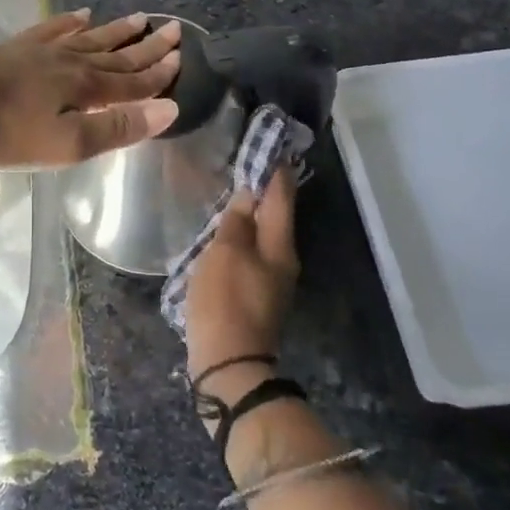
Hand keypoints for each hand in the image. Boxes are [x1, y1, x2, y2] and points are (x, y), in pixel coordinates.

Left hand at [0, 10, 181, 169]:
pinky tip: (79, 15)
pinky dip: (69, 22)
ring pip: (88, 38)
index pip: (132, 81)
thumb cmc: (7, 131)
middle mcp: (70, 62)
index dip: (158, 74)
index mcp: (86, 88)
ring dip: (115, 31)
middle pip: (115, 54)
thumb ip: (117, 128)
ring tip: (138, 17)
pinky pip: (52, 30)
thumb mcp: (67, 143)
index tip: (181, 58)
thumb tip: (169, 109)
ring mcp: (41, 51)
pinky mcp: (15, 49)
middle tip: (173, 28)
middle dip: (146, 46)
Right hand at [186, 169, 298, 391]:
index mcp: (280, 245)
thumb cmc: (226, 300)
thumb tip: (250, 192)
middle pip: (276, 216)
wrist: (229, 364)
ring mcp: (271, 280)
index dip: (276, 171)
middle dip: (265, 190)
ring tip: (233, 193)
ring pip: (264, 235)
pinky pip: (252, 254)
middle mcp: (283, 260)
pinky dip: (243, 236)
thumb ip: (238, 220)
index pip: (281, 197)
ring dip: (252, 214)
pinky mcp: (256, 295)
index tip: (271, 145)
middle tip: (248, 164)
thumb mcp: (226, 252)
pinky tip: (226, 232)